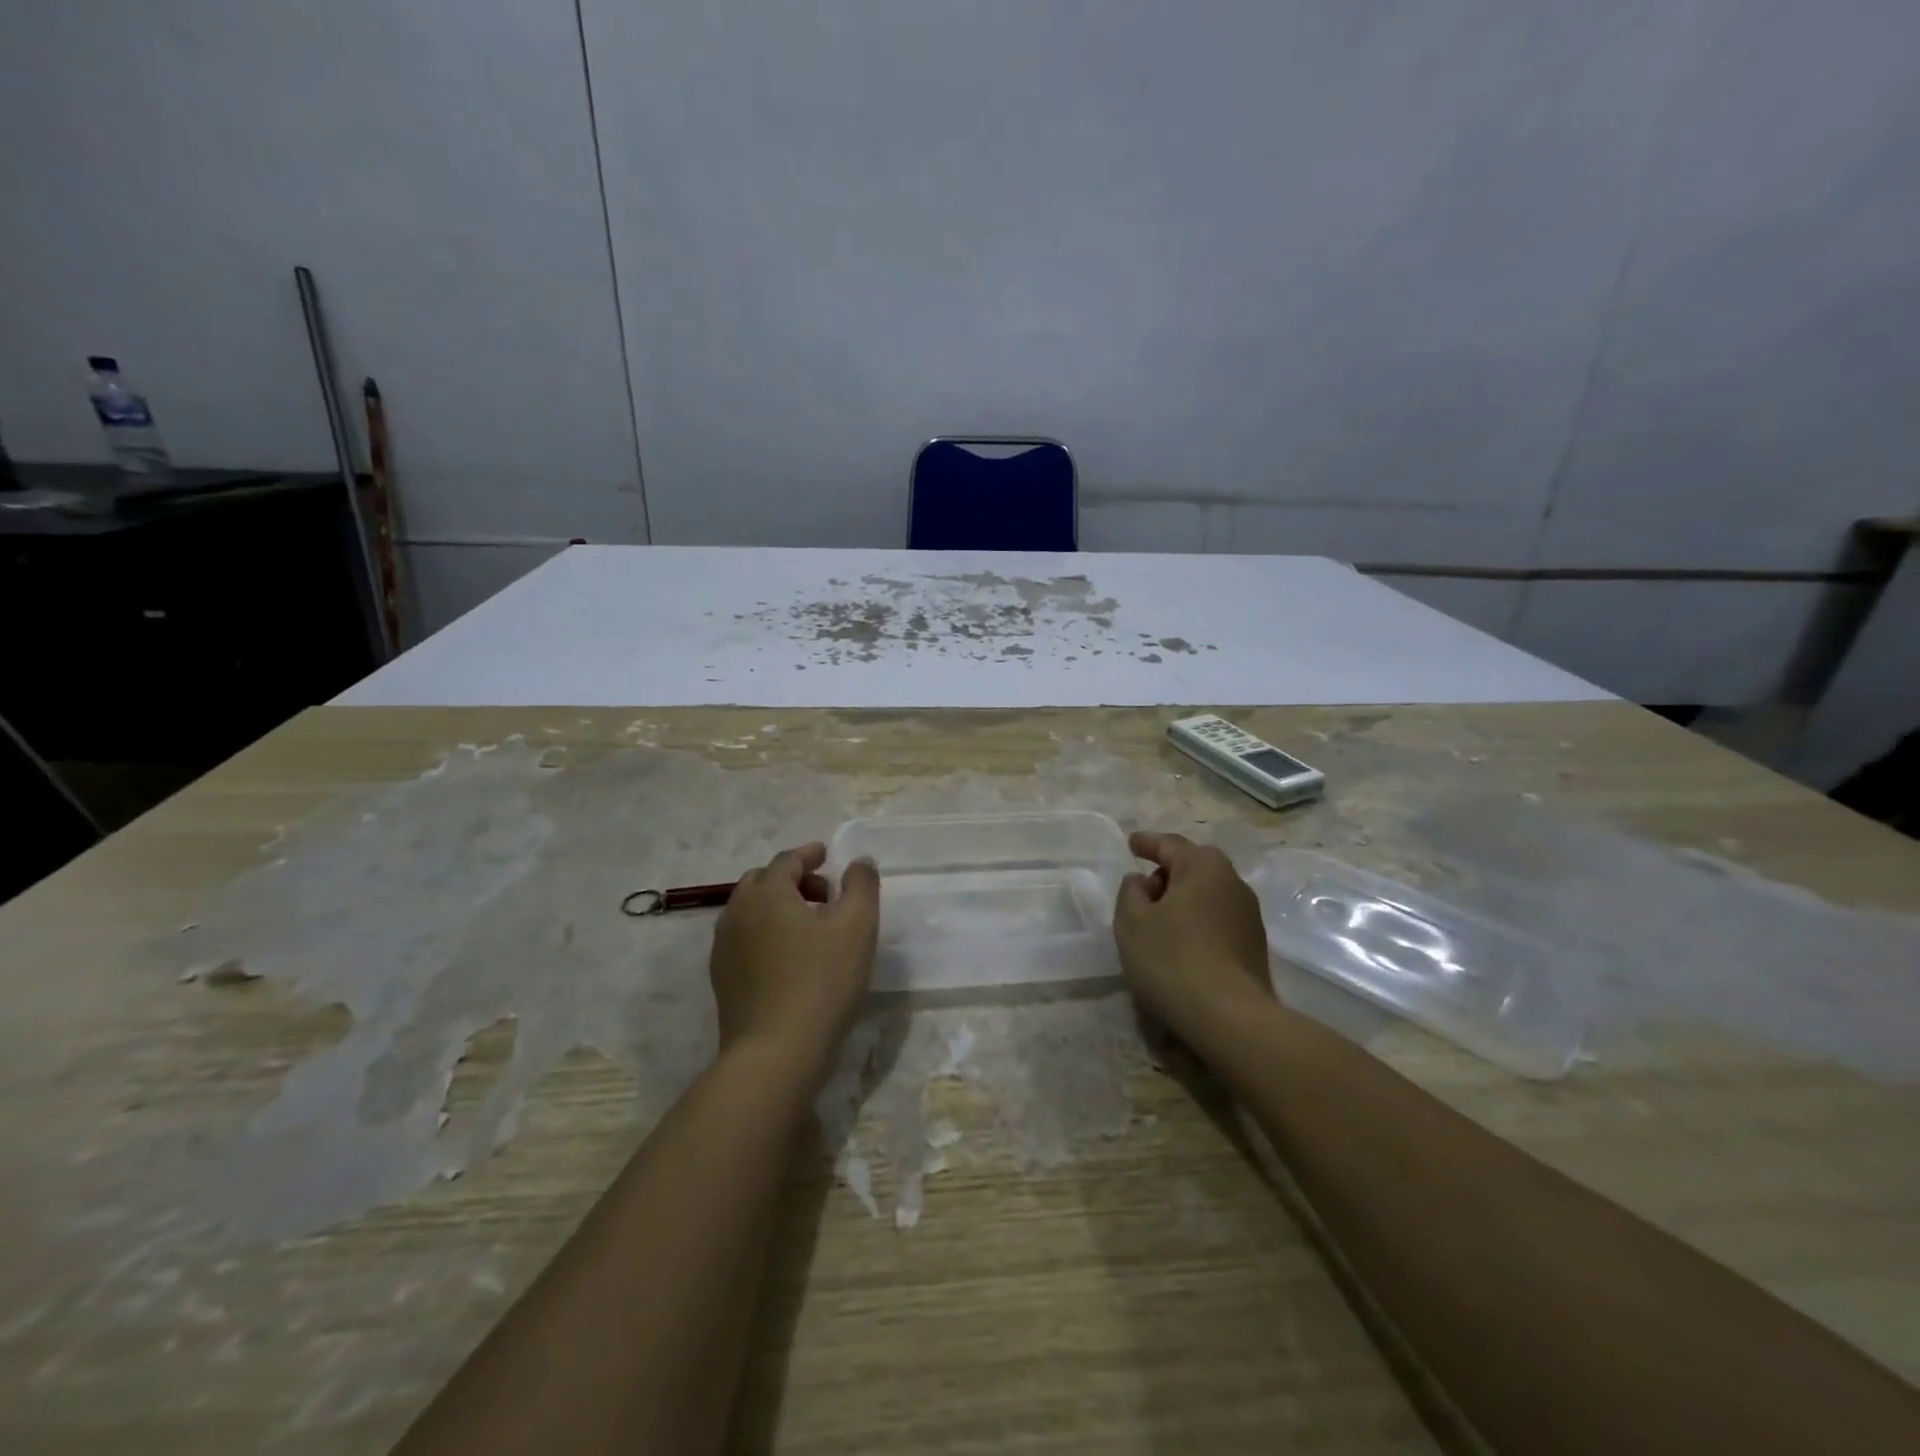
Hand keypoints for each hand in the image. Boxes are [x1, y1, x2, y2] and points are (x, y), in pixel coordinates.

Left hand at [709, 842, 879, 1083]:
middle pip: (763, 881)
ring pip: (750, 910)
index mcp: (767, 892)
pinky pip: (744, 939)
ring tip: (809, 925)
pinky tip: (789, 956)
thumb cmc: (822, 982)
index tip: (826, 855)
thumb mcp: (857, 927)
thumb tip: (859, 861)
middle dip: (793, 879)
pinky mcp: (722, 978)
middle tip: (824, 893)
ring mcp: (724, 947)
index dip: (809, 854)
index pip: (787, 860)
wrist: (775, 1053)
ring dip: (778, 906)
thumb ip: (861, 885)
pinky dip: (766, 932)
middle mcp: (738, 912)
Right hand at [1113, 831, 1272, 1042]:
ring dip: (1182, 900)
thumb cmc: (1172, 959)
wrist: (1231, 1018)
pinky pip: (1217, 919)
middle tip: (1142, 888)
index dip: (1146, 843)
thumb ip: (1130, 892)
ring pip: (1207, 894)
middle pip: (1193, 866)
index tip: (1131, 843)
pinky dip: (1197, 921)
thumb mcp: (1131, 921)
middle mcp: (1232, 882)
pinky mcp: (1254, 945)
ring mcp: (1249, 915)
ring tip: (1158, 921)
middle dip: (1166, 872)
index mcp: (1203, 866)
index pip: (1169, 844)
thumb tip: (1142, 881)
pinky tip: (1181, 944)